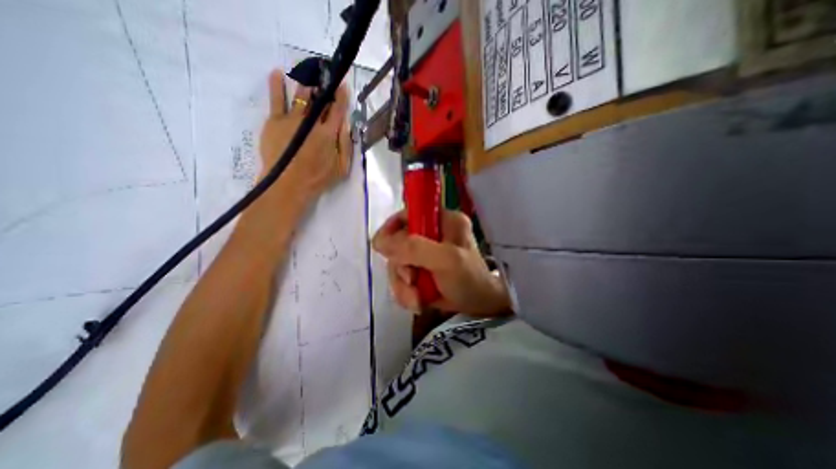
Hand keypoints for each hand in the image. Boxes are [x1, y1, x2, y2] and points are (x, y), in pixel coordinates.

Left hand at [261, 69, 351, 201]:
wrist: (288, 185)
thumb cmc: (318, 179)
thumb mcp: (342, 168)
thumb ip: (346, 146)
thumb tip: (346, 125)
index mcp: (329, 134)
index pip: (338, 110)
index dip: (341, 97)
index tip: (342, 85)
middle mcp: (312, 121)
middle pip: (320, 100)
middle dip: (324, 87)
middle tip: (325, 75)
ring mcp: (292, 119)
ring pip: (301, 95)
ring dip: (306, 84)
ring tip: (308, 74)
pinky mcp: (275, 121)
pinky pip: (276, 98)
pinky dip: (276, 84)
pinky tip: (277, 73)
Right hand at [373, 208, 509, 316]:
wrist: (480, 307)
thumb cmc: (470, 280)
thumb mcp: (446, 260)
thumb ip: (414, 248)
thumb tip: (379, 242)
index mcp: (441, 220)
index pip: (406, 214)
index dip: (391, 229)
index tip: (384, 248)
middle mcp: (431, 233)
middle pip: (397, 243)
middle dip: (400, 267)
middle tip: (411, 281)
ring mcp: (424, 253)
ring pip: (397, 264)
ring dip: (402, 285)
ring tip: (416, 299)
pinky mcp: (420, 270)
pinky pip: (401, 278)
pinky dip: (405, 293)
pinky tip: (418, 302)